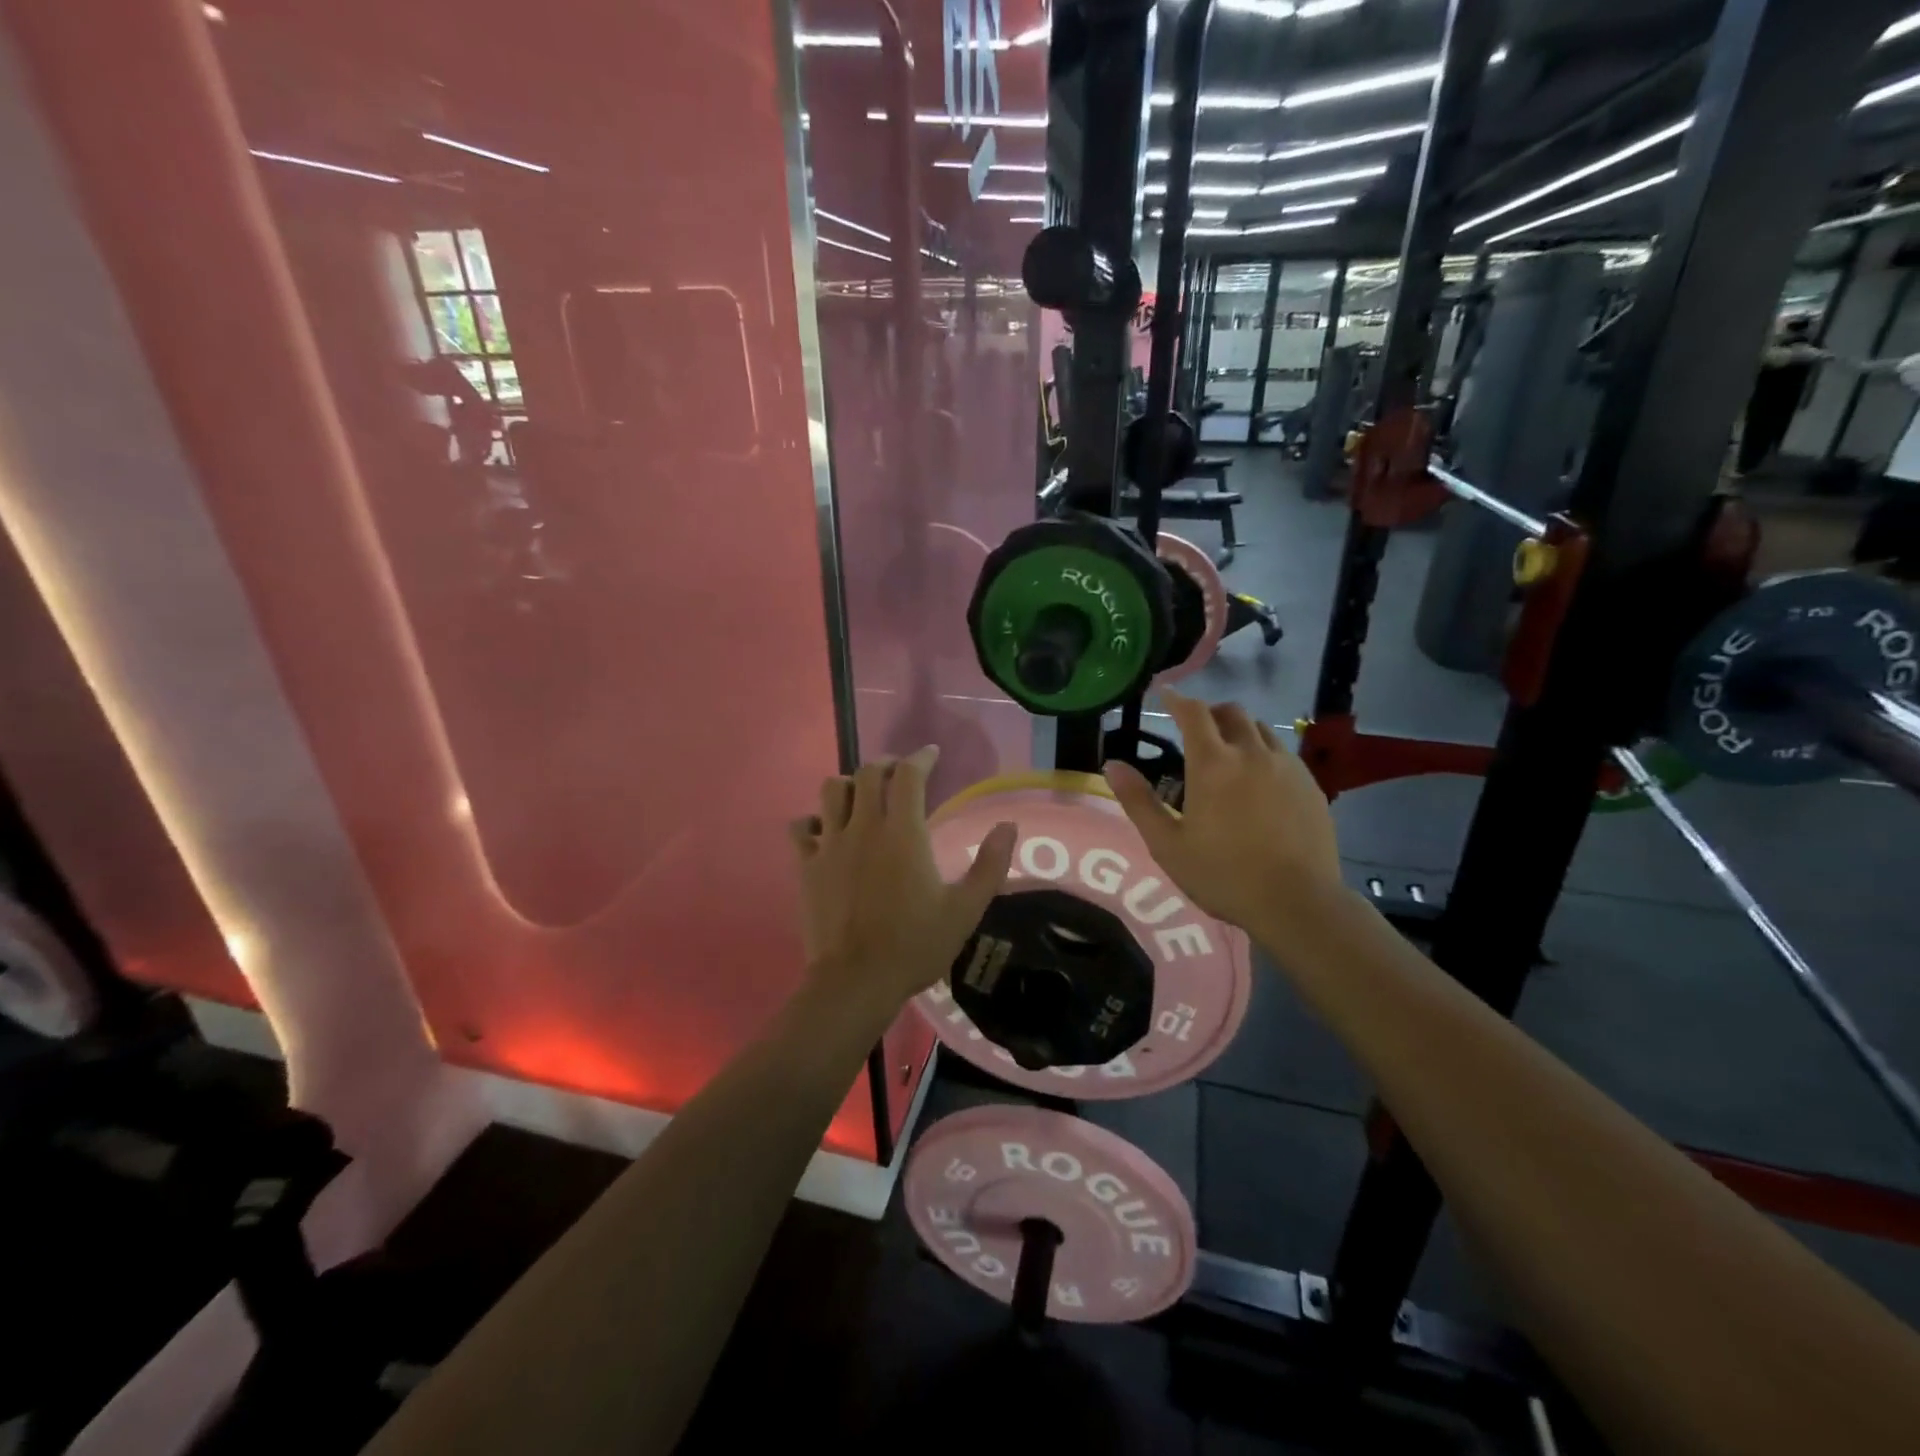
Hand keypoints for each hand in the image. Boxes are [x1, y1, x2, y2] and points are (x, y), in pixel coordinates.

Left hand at [790, 746, 1016, 1018]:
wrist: (855, 981)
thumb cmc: (914, 945)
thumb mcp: (965, 910)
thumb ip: (989, 865)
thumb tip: (1008, 826)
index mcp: (903, 833)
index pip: (908, 775)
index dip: (921, 758)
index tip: (931, 755)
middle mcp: (864, 827)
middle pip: (868, 773)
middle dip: (886, 764)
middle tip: (899, 773)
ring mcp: (830, 844)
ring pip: (831, 790)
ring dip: (850, 785)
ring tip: (862, 797)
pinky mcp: (807, 865)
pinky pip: (802, 827)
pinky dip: (814, 820)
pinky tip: (826, 831)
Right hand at [1102, 692, 1344, 953]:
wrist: (1298, 903)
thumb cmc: (1223, 875)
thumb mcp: (1167, 844)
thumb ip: (1138, 801)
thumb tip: (1112, 765)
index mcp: (1213, 764)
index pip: (1193, 713)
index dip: (1176, 699)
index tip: (1165, 693)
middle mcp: (1251, 753)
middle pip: (1231, 712)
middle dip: (1209, 712)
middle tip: (1195, 728)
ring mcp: (1287, 767)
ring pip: (1261, 729)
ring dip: (1239, 729)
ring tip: (1228, 752)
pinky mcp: (1311, 785)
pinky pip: (1283, 752)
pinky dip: (1264, 751)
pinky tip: (1260, 779)